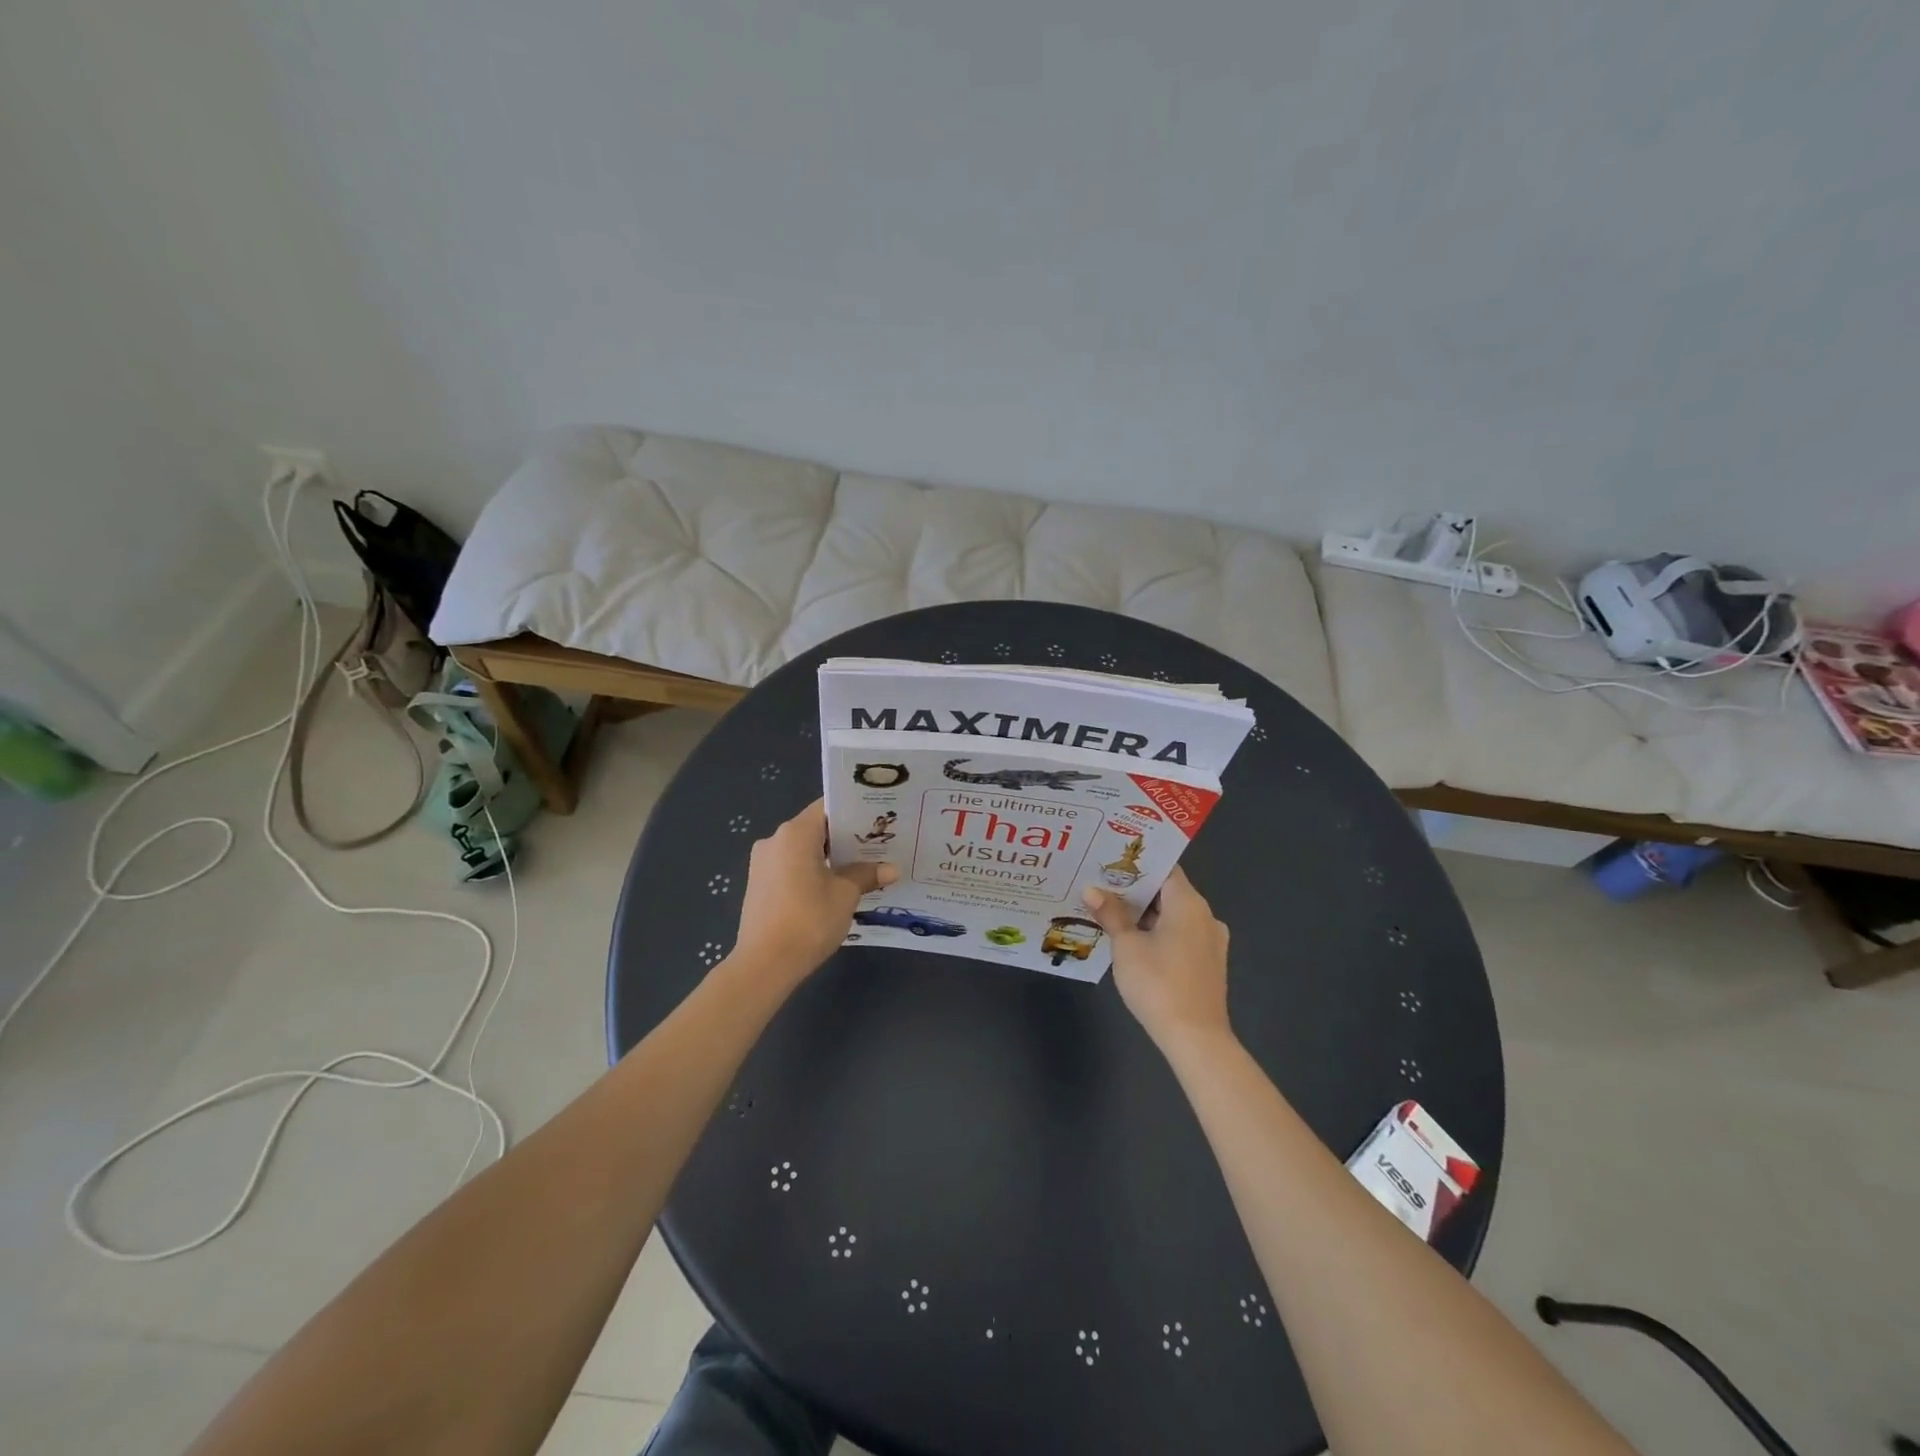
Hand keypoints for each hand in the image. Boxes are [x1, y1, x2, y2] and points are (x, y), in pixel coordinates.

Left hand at [733, 800, 897, 980]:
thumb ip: (866, 875)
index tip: (877, 820)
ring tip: (860, 869)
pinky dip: (811, 872)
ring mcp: (762, 863)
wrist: (764, 965)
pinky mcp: (758, 885)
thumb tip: (891, 869)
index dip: (853, 812)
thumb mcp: (846, 895)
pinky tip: (832, 889)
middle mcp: (774, 840)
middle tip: (877, 846)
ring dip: (829, 857)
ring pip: (802, 850)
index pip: (827, 807)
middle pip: (815, 828)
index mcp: (795, 833)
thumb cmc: (809, 920)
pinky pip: (790, 867)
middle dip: (844, 838)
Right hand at [1084, 868, 1231, 1050]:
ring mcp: (1210, 942)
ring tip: (1111, 913)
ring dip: (1146, 914)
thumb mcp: (1126, 946)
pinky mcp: (1208, 964)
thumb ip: (1111, 914)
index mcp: (1188, 903)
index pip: (1164, 868)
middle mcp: (1205, 916)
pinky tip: (1133, 943)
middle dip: (1135, 891)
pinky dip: (1159, 933)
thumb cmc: (1158, 983)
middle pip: (1168, 892)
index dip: (1137, 864)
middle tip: (1101, 886)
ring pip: (1174, 916)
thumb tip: (1091, 890)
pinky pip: (1181, 936)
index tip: (1109, 860)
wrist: (1196, 1038)